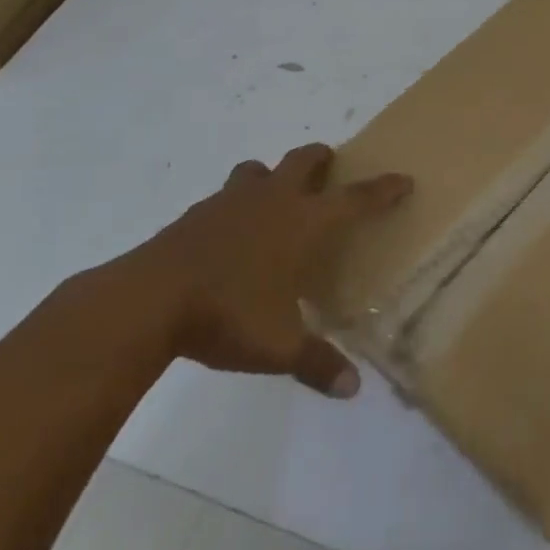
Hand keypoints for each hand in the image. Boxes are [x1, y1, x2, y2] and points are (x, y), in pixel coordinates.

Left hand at [113, 144, 410, 397]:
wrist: (145, 301)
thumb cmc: (227, 314)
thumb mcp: (278, 346)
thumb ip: (316, 363)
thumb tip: (352, 389)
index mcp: (304, 222)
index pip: (356, 198)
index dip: (383, 189)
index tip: (403, 180)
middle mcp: (273, 201)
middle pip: (304, 160)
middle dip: (322, 160)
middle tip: (329, 171)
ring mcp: (229, 203)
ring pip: (257, 170)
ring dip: (270, 177)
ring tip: (272, 200)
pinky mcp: (193, 215)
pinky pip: (222, 198)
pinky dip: (233, 207)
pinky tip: (227, 236)